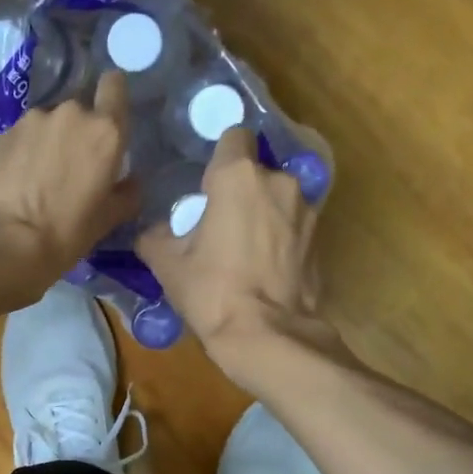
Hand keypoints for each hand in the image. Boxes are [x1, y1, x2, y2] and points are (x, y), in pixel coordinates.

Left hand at [0, 71, 139, 307]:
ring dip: (48, 141)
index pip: (114, 86)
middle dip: (77, 132)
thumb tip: (131, 183)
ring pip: (48, 124)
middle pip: (80, 111)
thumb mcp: (107, 220)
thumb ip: (126, 194)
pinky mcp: (2, 133)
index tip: (108, 114)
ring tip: (39, 176)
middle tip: (71, 166)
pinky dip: (23, 152)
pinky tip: (16, 180)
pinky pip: (22, 136)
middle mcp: (71, 114)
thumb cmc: (65, 231)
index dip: (112, 95)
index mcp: (105, 131)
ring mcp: (32, 120)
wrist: (3, 239)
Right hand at [137, 126, 335, 386]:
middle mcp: (278, 182)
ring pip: (278, 199)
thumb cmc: (211, 291)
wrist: (267, 336)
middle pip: (256, 172)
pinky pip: (293, 227)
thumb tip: (152, 232)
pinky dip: (280, 238)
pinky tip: (264, 267)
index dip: (219, 155)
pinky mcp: (320, 240)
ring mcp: (306, 211)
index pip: (233, 136)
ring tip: (243, 249)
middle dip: (240, 191)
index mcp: (238, 176)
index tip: (206, 181)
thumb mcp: (167, 264)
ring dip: (263, 214)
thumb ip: (155, 237)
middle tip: (218, 223)